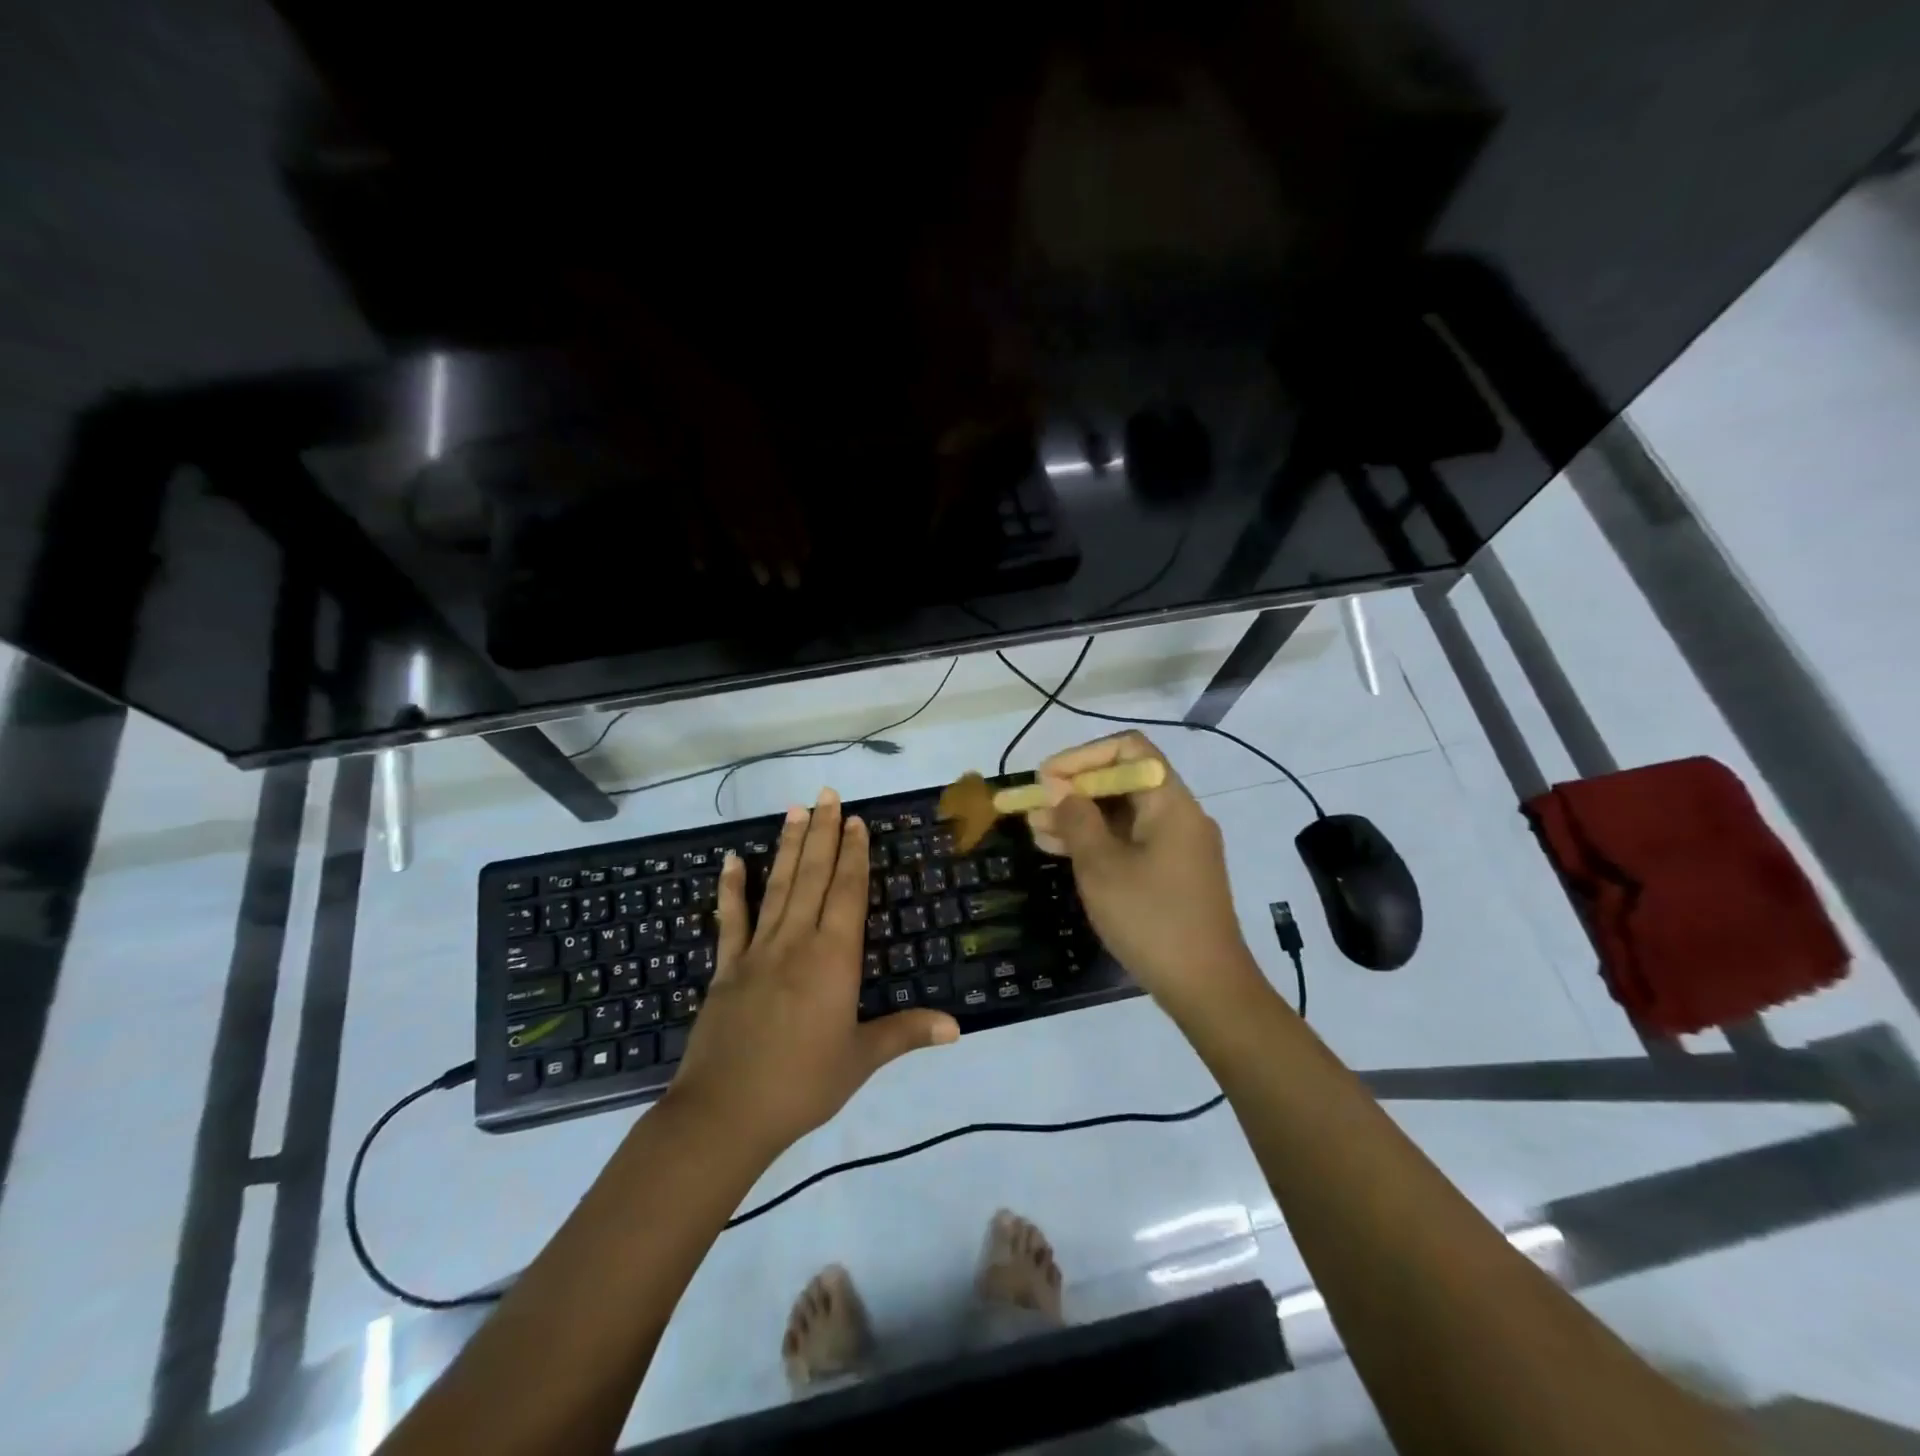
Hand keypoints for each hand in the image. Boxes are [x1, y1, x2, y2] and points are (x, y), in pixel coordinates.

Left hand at [667, 790, 959, 1156]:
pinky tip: (732, 859)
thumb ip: (906, 1033)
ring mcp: (757, 951)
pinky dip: (731, 888)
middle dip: (823, 833)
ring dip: (788, 847)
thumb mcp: (861, 1060)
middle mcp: (797, 942)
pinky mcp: (726, 968)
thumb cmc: (802, 1084)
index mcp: (833, 959)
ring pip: (777, 887)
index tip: (855, 820)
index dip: (853, 854)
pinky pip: (730, 920)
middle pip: (813, 877)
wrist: (725, 1114)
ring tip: (795, 810)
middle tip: (828, 794)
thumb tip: (957, 1026)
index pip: (847, 892)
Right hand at [1024, 733, 1263, 1017]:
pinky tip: (1061, 852)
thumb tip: (1060, 790)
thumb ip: (1076, 820)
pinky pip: (1130, 842)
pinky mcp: (1173, 874)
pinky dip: (1098, 842)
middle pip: (1123, 781)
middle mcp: (1179, 815)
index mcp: (1170, 802)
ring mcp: (1178, 846)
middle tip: (1032, 807)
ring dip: (1080, 818)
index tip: (1047, 779)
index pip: (1128, 749)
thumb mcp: (1101, 866)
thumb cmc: (1151, 919)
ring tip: (1035, 830)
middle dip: (1075, 790)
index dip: (1082, 757)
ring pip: (1123, 815)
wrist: (1207, 988)